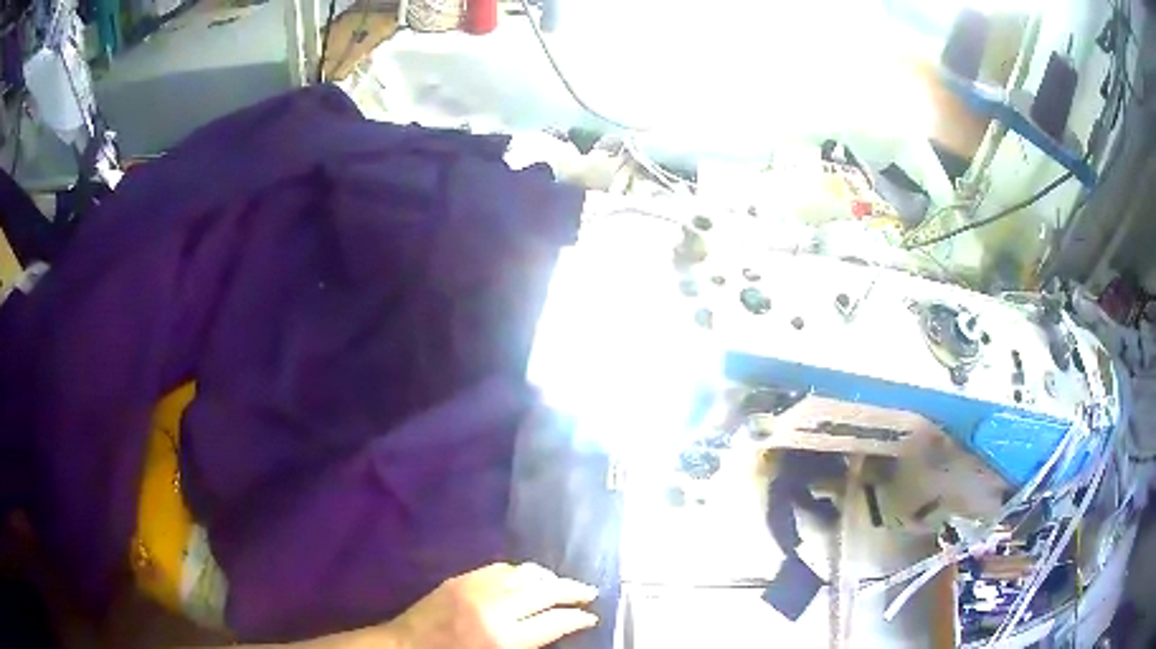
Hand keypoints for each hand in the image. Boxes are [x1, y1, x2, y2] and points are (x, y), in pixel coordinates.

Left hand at [383, 563, 598, 648]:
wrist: (406, 647)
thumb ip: (531, 643)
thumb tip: (560, 627)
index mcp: (504, 637)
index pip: (556, 621)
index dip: (579, 618)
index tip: (592, 617)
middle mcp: (495, 607)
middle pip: (546, 591)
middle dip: (573, 591)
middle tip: (589, 594)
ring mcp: (476, 588)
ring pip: (525, 573)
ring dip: (549, 578)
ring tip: (562, 585)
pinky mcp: (461, 578)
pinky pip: (501, 568)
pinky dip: (521, 572)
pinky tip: (528, 579)